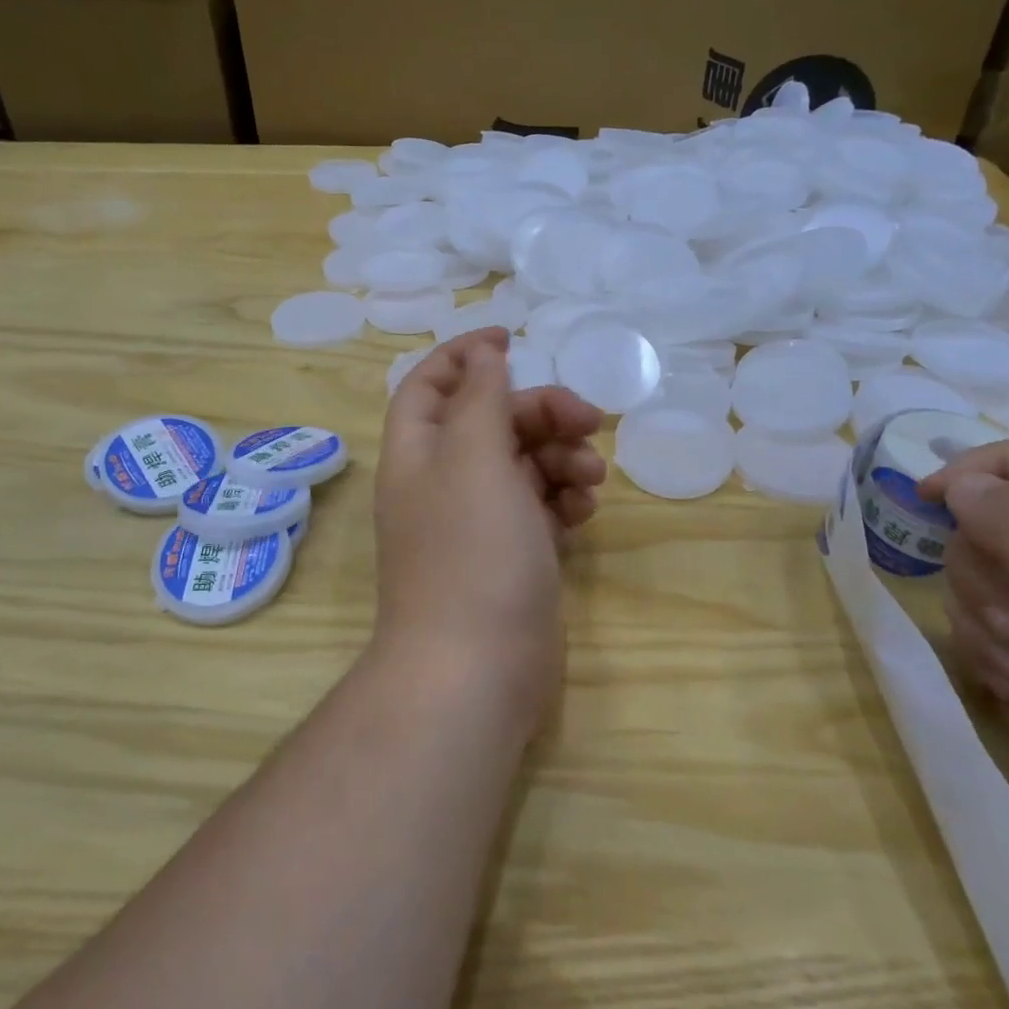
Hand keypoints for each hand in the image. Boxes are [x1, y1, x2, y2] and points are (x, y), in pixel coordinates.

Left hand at [371, 329, 606, 737]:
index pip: (430, 384)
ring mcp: (478, 522)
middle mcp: (443, 482)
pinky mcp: (512, 555)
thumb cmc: (471, 552)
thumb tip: (484, 354)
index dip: (465, 355)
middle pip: (491, 421)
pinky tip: (584, 511)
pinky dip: (563, 498)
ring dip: (560, 457)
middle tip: (589, 420)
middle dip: (539, 411)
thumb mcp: (474, 458)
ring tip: (590, 477)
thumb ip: (481, 398)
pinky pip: (540, 507)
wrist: (477, 670)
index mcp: (418, 452)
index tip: (513, 338)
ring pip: (523, 464)